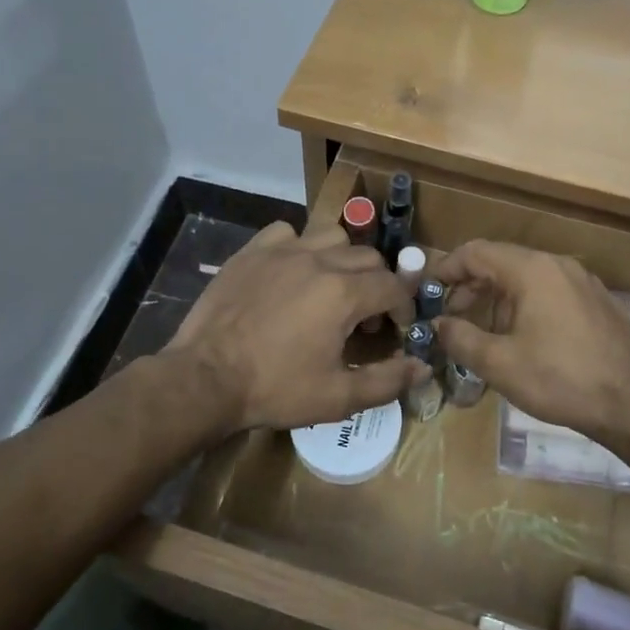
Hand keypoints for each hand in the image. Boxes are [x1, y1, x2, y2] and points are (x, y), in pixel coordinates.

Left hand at [167, 222, 426, 433]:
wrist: (206, 378)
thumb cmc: (275, 389)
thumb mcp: (338, 397)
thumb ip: (387, 381)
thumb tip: (423, 368)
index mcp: (344, 293)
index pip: (393, 287)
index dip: (403, 307)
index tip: (395, 328)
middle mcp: (319, 260)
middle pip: (368, 257)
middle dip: (377, 284)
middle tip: (365, 316)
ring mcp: (283, 251)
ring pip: (331, 236)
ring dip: (343, 259)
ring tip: (332, 287)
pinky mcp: (252, 250)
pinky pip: (287, 232)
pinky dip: (298, 246)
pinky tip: (291, 270)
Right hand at [429, 241, 629, 439]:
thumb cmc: (559, 379)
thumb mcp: (499, 364)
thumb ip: (460, 338)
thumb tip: (439, 325)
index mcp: (531, 270)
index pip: (476, 252)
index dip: (447, 268)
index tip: (429, 291)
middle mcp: (557, 265)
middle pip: (502, 261)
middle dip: (472, 285)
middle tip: (452, 315)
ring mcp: (583, 281)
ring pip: (528, 276)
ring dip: (499, 296)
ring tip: (486, 330)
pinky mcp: (599, 301)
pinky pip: (552, 290)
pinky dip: (528, 302)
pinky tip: (526, 336)